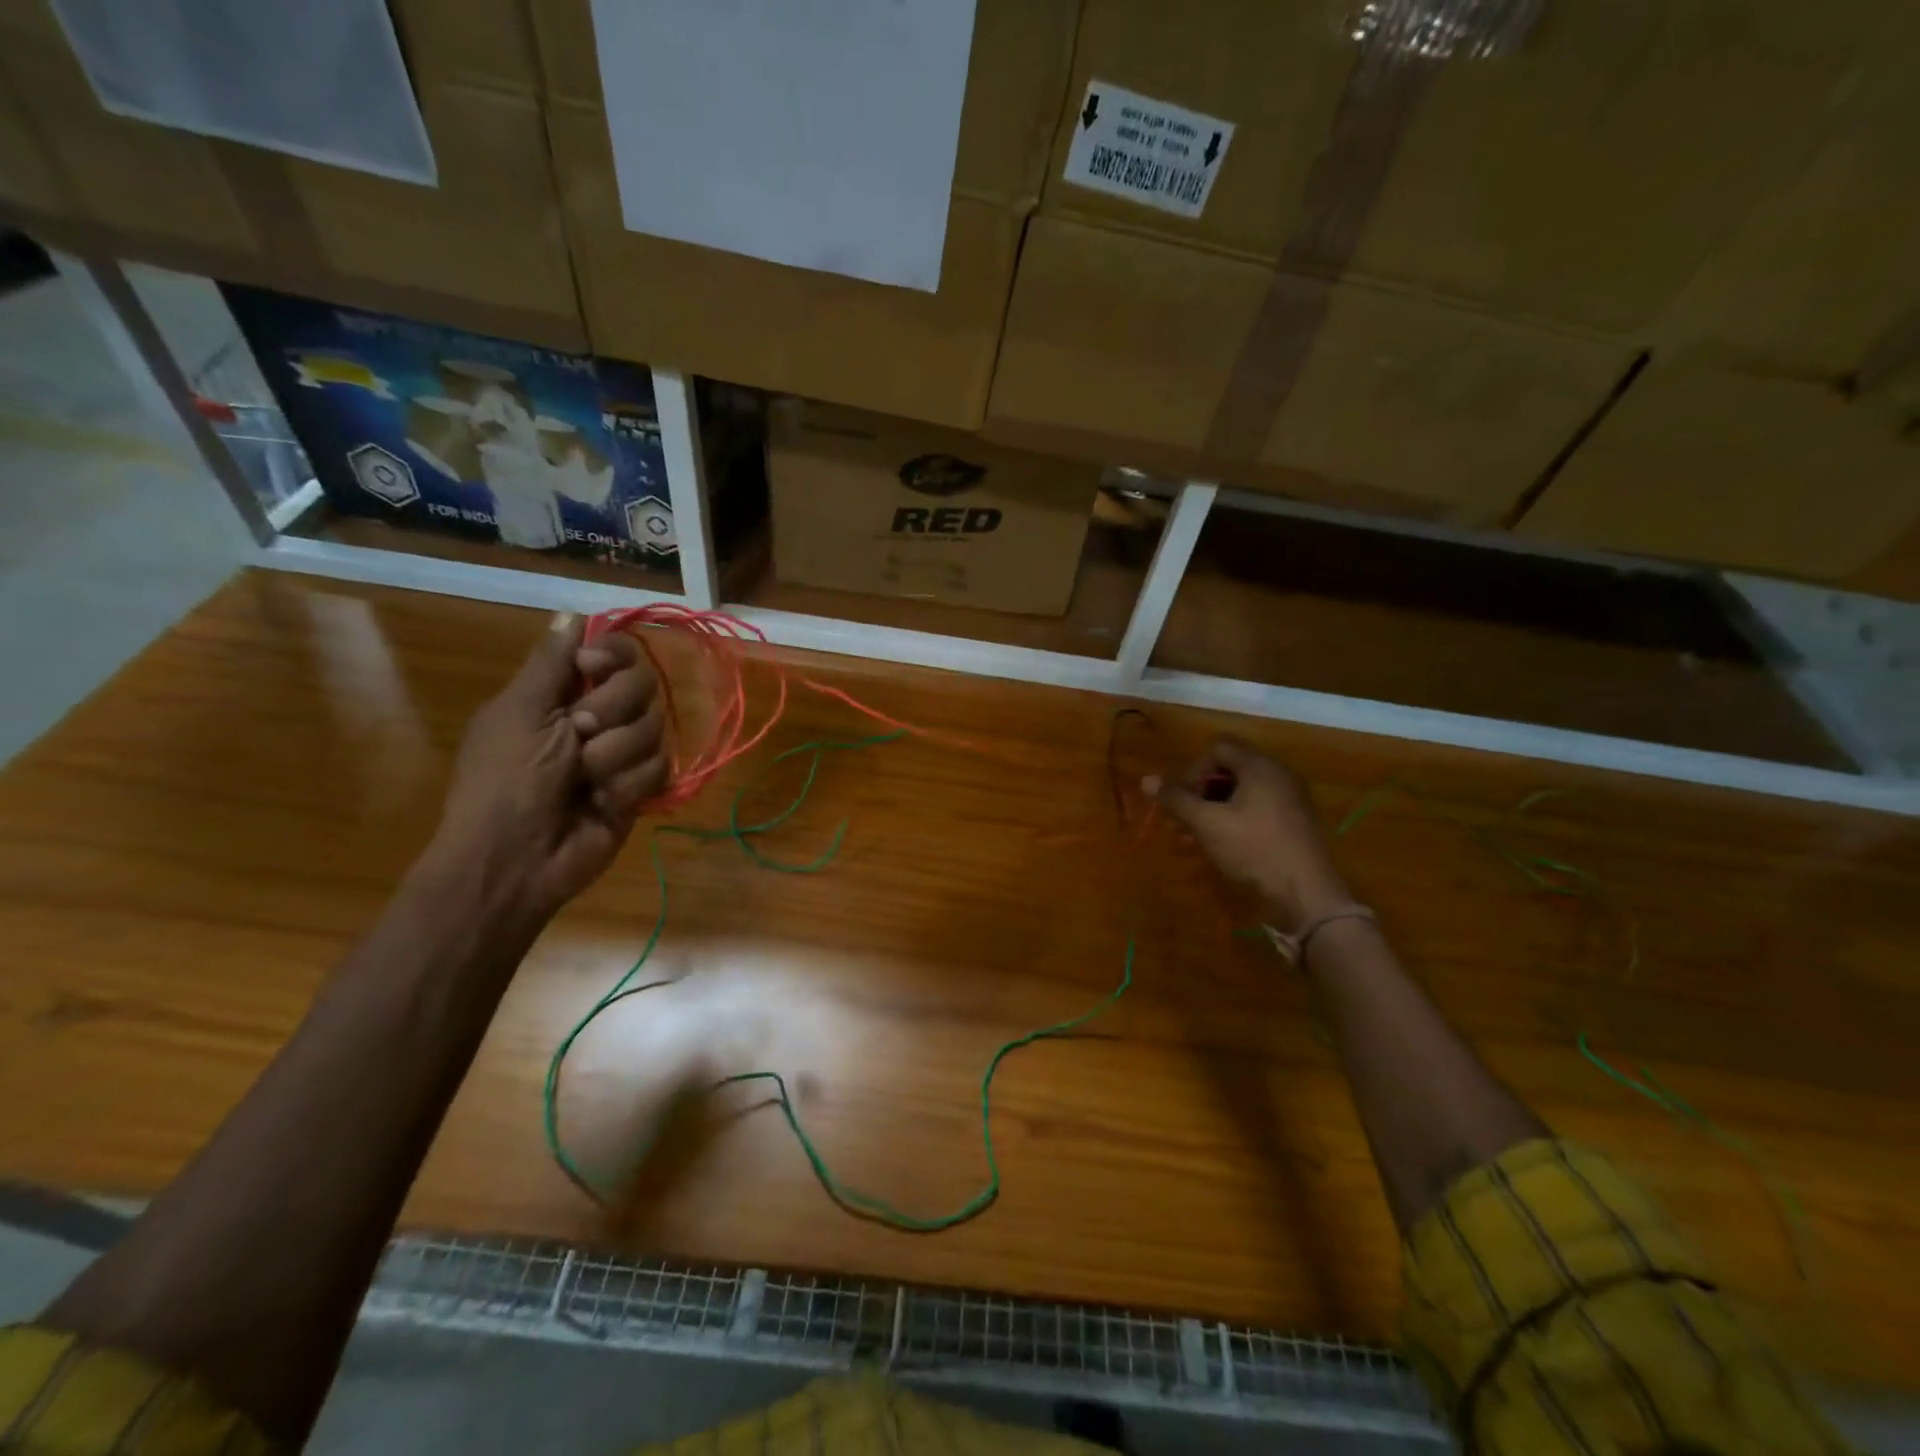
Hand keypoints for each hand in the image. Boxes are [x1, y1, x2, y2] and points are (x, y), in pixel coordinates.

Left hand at [429, 612, 666, 928]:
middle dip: (613, 708)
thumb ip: (550, 663)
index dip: (612, 654)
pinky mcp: (641, 787)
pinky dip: (628, 785)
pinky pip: (660, 767)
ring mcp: (623, 752)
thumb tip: (571, 615)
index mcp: (563, 692)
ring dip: (615, 754)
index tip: (591, 668)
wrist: (518, 858)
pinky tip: (603, 803)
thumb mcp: (519, 713)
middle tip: (580, 732)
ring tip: (585, 780)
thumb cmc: (505, 780)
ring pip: (655, 727)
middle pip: (643, 683)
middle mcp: (599, 715)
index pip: (613, 651)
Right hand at [1145, 737, 1350, 927]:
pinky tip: (1227, 845)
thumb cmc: (1254, 850)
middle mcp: (1280, 775)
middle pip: (1232, 768)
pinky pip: (1260, 808)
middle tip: (1188, 819)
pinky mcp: (1297, 824)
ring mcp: (1292, 800)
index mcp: (1261, 767)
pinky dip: (1238, 819)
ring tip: (1203, 836)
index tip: (1185, 800)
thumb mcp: (1207, 824)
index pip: (1219, 748)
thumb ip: (1176, 799)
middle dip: (1203, 790)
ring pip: (1245, 791)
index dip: (1194, 769)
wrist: (1307, 896)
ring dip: (1218, 807)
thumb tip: (1146, 779)